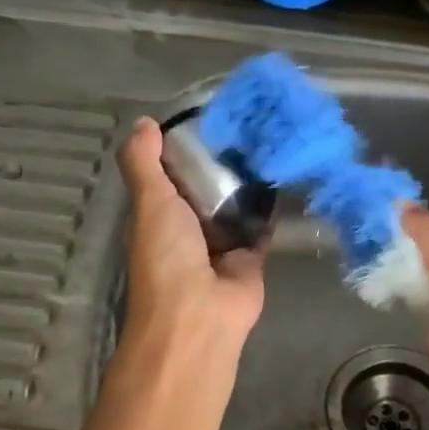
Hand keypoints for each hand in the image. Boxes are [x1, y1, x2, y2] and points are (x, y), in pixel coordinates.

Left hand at [116, 118, 265, 352]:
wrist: (201, 314)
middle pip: (206, 188)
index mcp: (158, 216)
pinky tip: (284, 174)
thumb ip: (144, 163)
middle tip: (247, 121)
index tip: (206, 115)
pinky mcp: (252, 256)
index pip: (169, 174)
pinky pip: (262, 225)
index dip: (182, 147)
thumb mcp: (149, 202)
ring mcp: (221, 244)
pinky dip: (271, 206)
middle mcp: (188, 229)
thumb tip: (144, 122)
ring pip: (235, 204)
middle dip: (221, 161)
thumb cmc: (167, 257)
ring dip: (248, 181)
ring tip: (269, 139)